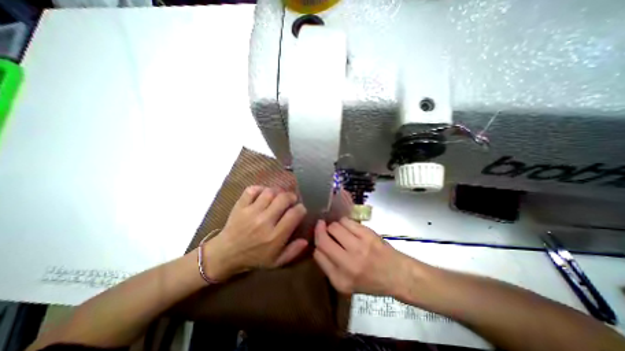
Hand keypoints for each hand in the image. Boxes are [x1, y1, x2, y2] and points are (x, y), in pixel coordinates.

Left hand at [202, 186, 306, 279]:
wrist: (225, 255)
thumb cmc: (253, 258)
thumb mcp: (276, 262)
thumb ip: (293, 251)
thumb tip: (306, 240)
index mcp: (275, 236)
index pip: (294, 214)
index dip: (301, 208)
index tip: (300, 209)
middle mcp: (264, 221)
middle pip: (283, 199)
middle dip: (291, 196)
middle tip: (291, 200)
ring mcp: (251, 212)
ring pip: (269, 192)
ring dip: (277, 192)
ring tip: (278, 196)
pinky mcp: (240, 206)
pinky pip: (252, 190)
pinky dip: (260, 189)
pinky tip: (263, 194)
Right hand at [316, 217, 408, 294]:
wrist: (397, 274)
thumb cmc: (370, 280)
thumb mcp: (345, 283)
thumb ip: (328, 266)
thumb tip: (318, 245)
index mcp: (340, 280)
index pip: (317, 254)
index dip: (316, 244)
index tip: (318, 239)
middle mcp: (348, 264)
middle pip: (322, 239)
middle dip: (319, 230)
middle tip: (321, 226)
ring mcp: (358, 247)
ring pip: (334, 227)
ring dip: (333, 226)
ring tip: (338, 229)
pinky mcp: (367, 234)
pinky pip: (346, 221)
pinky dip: (343, 222)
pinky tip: (347, 226)